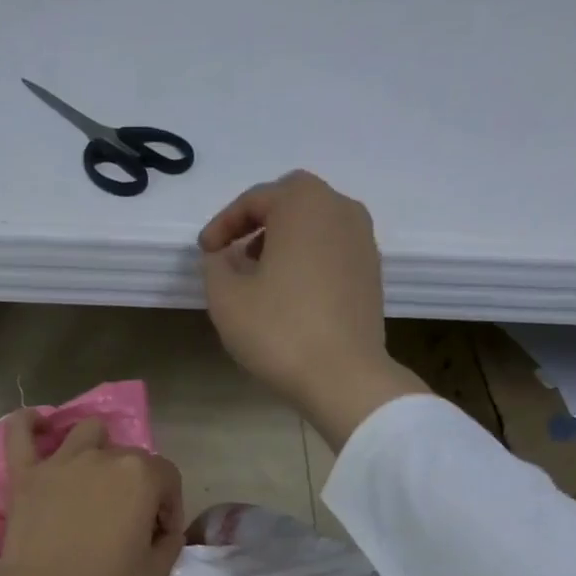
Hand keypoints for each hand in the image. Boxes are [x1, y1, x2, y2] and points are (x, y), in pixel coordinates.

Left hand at [0, 413, 184, 575]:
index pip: (167, 478)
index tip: (160, 536)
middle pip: (130, 458)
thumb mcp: (156, 575)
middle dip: (139, 486)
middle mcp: (102, 458)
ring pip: (86, 433)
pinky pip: (20, 434)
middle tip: (130, 523)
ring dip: (98, 449)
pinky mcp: (25, 477)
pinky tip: (39, 424)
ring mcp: (59, 463)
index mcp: (139, 477)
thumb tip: (163, 529)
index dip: (169, 507)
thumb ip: (170, 542)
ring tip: (96, 477)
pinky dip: (29, 424)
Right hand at [198, 169, 428, 447]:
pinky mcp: (371, 272)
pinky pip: (331, 251)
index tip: (205, 253)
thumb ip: (216, 266)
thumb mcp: (226, 298)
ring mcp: (363, 240)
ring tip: (259, 277)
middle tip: (233, 255)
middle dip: (257, 223)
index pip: (254, 199)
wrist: (343, 376)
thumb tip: (224, 257)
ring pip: (314, 226)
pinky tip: (289, 295)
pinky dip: (306, 261)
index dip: (222, 224)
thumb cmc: (279, 331)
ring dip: (283, 242)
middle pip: (290, 202)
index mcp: (303, 203)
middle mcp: (340, 209)